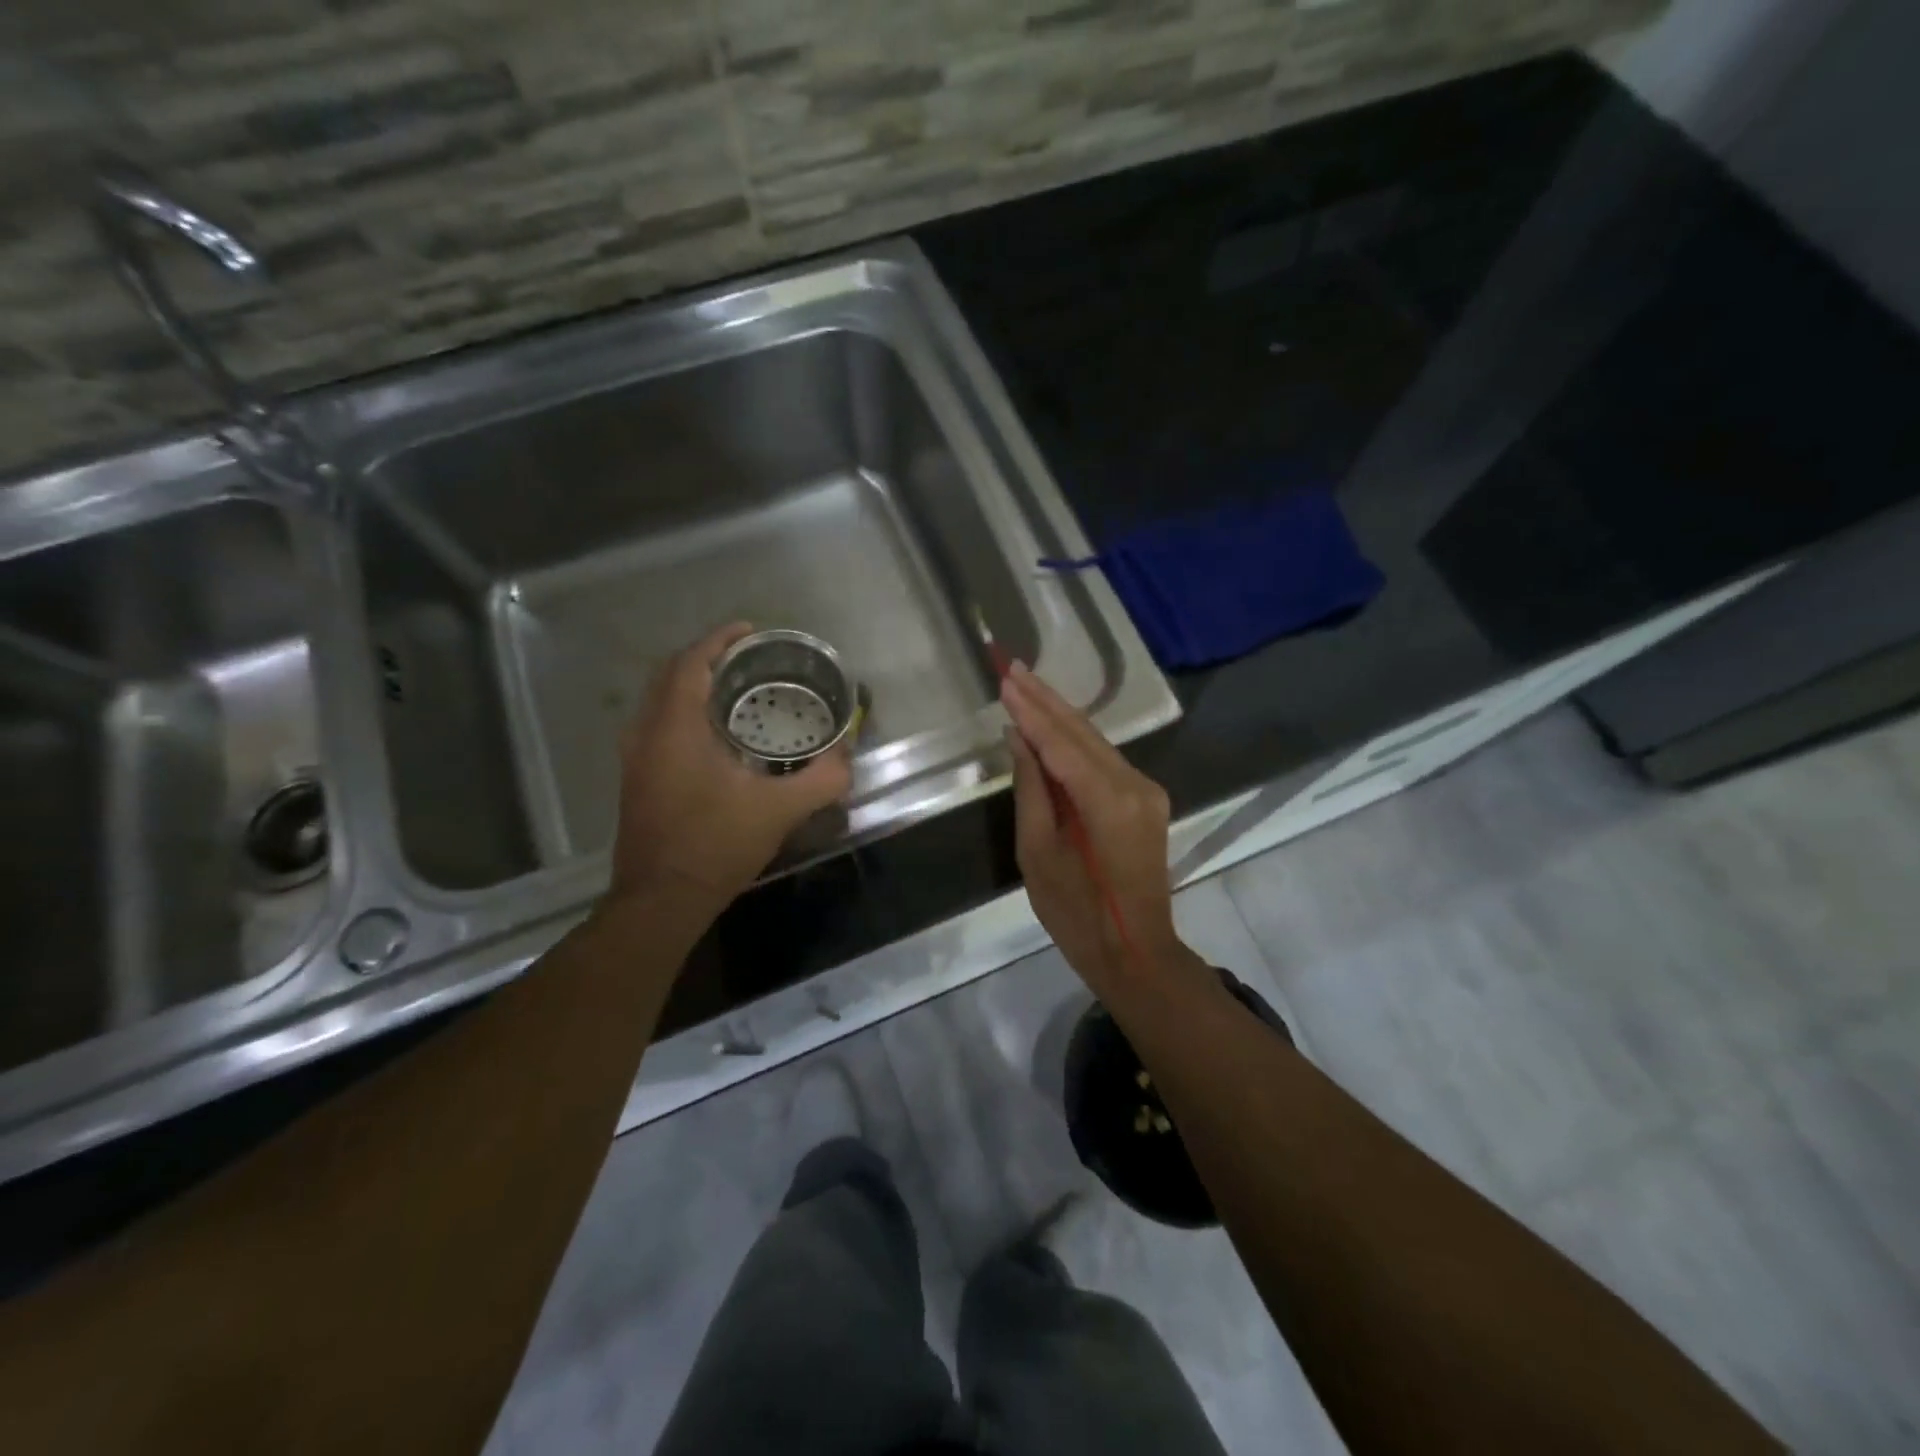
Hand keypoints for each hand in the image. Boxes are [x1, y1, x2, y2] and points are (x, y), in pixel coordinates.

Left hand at [607, 622, 852, 912]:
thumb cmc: (715, 845)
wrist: (661, 899)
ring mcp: (635, 758)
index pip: (690, 664)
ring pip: (659, 702)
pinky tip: (715, 735)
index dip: (719, 640)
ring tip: (735, 690)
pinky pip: (657, 725)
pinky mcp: (636, 779)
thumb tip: (847, 757)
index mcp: (675, 728)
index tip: (750, 631)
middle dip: (706, 658)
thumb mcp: (779, 811)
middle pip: (669, 676)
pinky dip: (683, 712)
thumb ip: (821, 779)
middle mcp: (646, 734)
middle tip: (747, 659)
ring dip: (692, 686)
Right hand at [1000, 662, 1205, 996]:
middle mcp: (1136, 784)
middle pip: (1083, 731)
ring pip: (1096, 741)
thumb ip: (1031, 789)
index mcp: (1108, 800)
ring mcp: (1147, 791)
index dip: (1030, 710)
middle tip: (1011, 666)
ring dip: (1059, 714)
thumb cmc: (1076, 914)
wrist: (1135, 952)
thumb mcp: (1037, 853)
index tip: (1004, 679)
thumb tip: (1019, 739)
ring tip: (1025, 685)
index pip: (1061, 742)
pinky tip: (1050, 724)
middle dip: (1045, 699)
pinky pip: (1104, 760)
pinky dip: (1075, 741)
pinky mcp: (1146, 800)